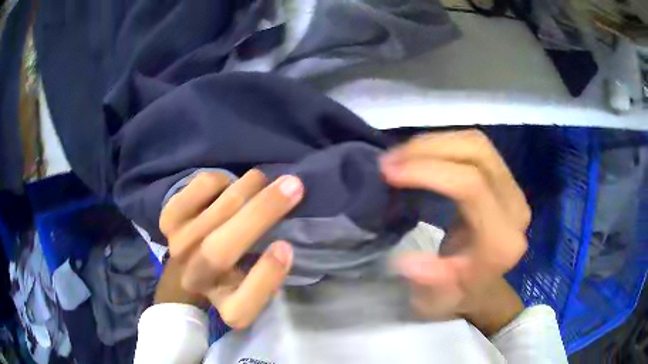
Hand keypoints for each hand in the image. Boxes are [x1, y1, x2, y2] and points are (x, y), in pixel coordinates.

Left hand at [158, 170, 303, 328]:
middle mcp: (196, 281)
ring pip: (215, 212)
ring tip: (262, 181)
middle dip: (261, 213)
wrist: (188, 261)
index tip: (286, 247)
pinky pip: (201, 189)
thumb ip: (270, 275)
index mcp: (227, 307)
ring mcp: (178, 248)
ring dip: (248, 188)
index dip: (265, 276)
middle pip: (219, 252)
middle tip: (292, 185)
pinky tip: (228, 187)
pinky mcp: (169, 218)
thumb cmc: (232, 273)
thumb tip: (286, 243)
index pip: (242, 307)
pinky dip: (222, 180)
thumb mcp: (256, 287)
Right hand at [380, 130, 528, 332]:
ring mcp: (514, 191)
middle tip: (390, 159)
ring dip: (435, 142)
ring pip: (477, 144)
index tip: (389, 171)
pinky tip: (422, 154)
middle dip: (429, 149)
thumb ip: (429, 282)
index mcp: (501, 243)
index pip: (472, 186)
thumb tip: (407, 260)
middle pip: (478, 154)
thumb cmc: (456, 294)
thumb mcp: (436, 300)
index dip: (429, 170)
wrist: (480, 287)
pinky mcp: (506, 180)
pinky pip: (477, 148)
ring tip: (401, 154)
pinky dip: (445, 144)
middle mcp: (515, 210)